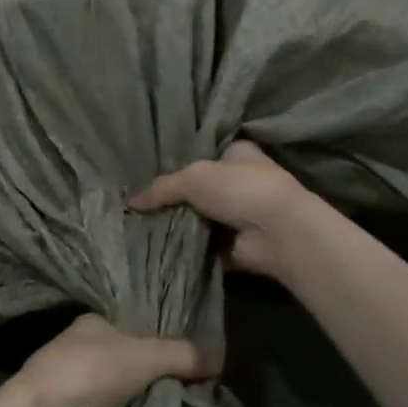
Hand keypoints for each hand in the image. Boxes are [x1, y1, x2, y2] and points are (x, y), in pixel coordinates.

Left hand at [4, 314, 216, 406]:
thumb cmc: (92, 370)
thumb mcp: (146, 356)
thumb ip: (182, 354)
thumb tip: (219, 357)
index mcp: (92, 322)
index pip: (130, 327)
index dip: (155, 341)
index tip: (181, 360)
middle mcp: (76, 346)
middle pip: (121, 358)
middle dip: (146, 373)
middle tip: (182, 389)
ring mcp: (67, 380)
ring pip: (110, 387)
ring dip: (131, 398)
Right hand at [129, 140, 317, 282]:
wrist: (278, 231)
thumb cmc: (239, 188)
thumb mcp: (192, 178)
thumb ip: (162, 188)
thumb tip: (130, 201)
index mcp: (239, 154)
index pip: (209, 154)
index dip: (184, 163)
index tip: (155, 175)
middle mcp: (244, 182)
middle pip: (203, 189)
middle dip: (180, 199)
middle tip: (144, 207)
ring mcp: (244, 216)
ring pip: (205, 219)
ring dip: (184, 226)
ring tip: (146, 230)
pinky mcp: (241, 246)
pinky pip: (208, 248)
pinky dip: (191, 251)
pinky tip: (163, 252)